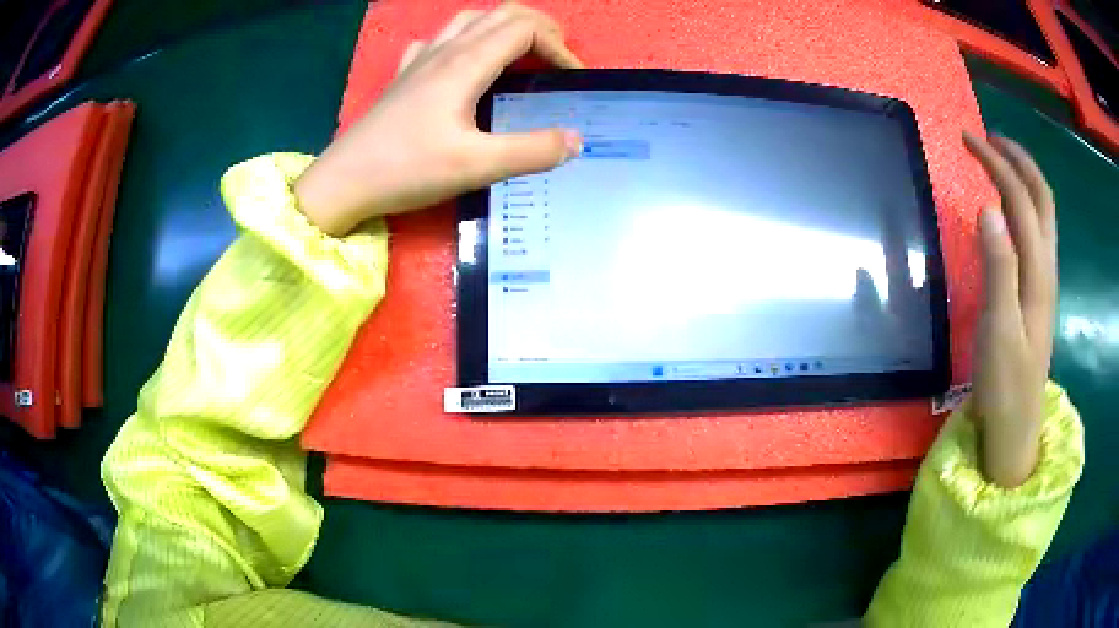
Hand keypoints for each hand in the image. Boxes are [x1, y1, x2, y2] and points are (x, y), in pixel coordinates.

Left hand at [294, 4, 583, 235]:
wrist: (343, 183)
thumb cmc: (406, 170)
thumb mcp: (476, 166)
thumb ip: (532, 151)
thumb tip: (576, 140)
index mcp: (465, 63)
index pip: (524, 29)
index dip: (558, 45)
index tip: (573, 78)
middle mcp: (445, 50)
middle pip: (501, 13)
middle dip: (539, 29)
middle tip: (558, 60)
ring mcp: (420, 60)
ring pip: (471, 20)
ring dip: (504, 28)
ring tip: (521, 55)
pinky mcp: (404, 76)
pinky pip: (440, 40)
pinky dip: (465, 40)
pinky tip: (464, 63)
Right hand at [964, 132, 1057, 487]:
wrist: (1015, 430)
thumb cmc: (1005, 386)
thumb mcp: (999, 330)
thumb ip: (999, 269)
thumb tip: (988, 208)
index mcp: (1037, 273)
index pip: (1021, 199)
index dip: (997, 163)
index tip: (967, 139)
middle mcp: (1046, 268)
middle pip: (1041, 198)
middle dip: (1017, 159)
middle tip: (987, 139)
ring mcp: (1044, 281)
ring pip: (1043, 214)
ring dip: (1023, 178)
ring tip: (998, 161)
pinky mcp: (1037, 293)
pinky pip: (1037, 234)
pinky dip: (1024, 206)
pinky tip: (1009, 209)